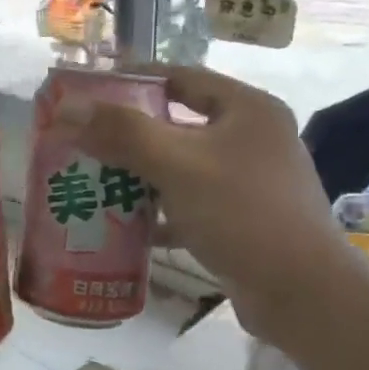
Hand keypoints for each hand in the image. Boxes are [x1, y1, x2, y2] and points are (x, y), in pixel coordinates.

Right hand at [66, 66, 352, 335]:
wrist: (301, 291)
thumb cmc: (242, 213)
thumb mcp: (178, 165)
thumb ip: (122, 133)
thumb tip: (67, 108)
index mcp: (247, 110)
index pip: (182, 77)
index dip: (134, 80)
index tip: (91, 90)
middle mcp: (252, 139)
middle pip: (177, 125)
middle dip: (128, 136)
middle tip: (82, 141)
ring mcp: (249, 183)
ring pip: (181, 169)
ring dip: (139, 177)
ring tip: (92, 182)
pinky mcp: (242, 221)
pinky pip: (189, 206)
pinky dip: (159, 214)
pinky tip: (124, 227)